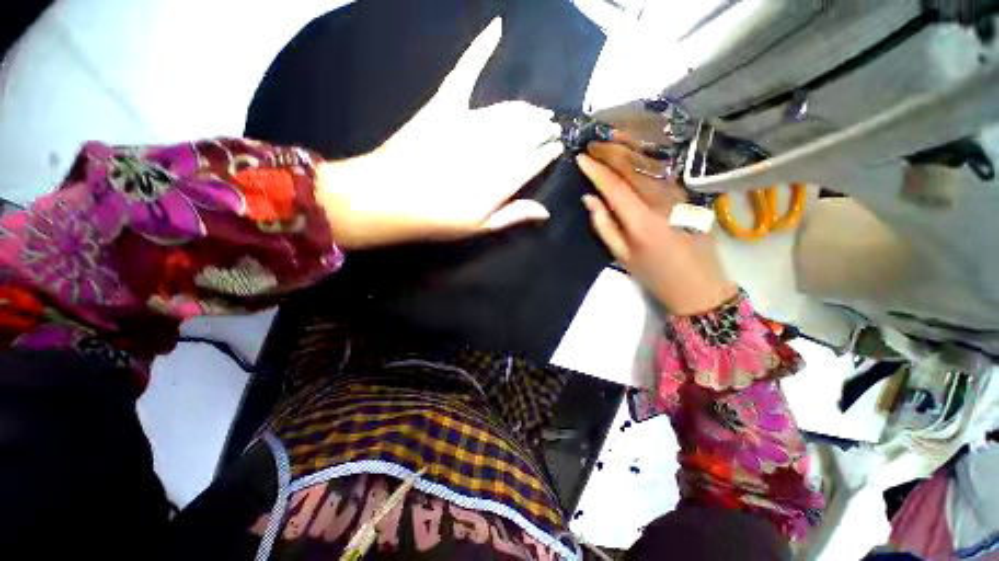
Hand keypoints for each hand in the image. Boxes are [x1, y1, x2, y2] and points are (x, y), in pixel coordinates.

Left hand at [316, 19, 562, 249]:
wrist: (389, 199)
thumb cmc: (438, 220)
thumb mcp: (480, 226)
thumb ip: (514, 215)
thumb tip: (546, 212)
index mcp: (502, 179)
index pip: (536, 158)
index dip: (549, 151)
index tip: (557, 146)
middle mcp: (493, 147)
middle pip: (527, 132)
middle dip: (543, 128)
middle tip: (551, 126)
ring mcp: (469, 122)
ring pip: (509, 109)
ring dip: (528, 109)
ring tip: (538, 112)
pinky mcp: (445, 104)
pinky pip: (466, 71)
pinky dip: (481, 48)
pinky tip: (496, 27)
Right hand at [576, 142, 737, 314]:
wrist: (699, 285)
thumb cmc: (654, 274)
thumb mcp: (621, 256)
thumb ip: (604, 225)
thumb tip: (589, 198)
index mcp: (641, 221)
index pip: (614, 186)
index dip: (596, 170)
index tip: (580, 158)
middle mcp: (662, 201)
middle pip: (634, 167)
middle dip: (611, 151)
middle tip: (593, 143)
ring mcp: (678, 195)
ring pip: (651, 163)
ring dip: (630, 147)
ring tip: (612, 136)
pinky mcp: (687, 195)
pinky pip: (662, 171)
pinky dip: (646, 157)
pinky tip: (635, 150)